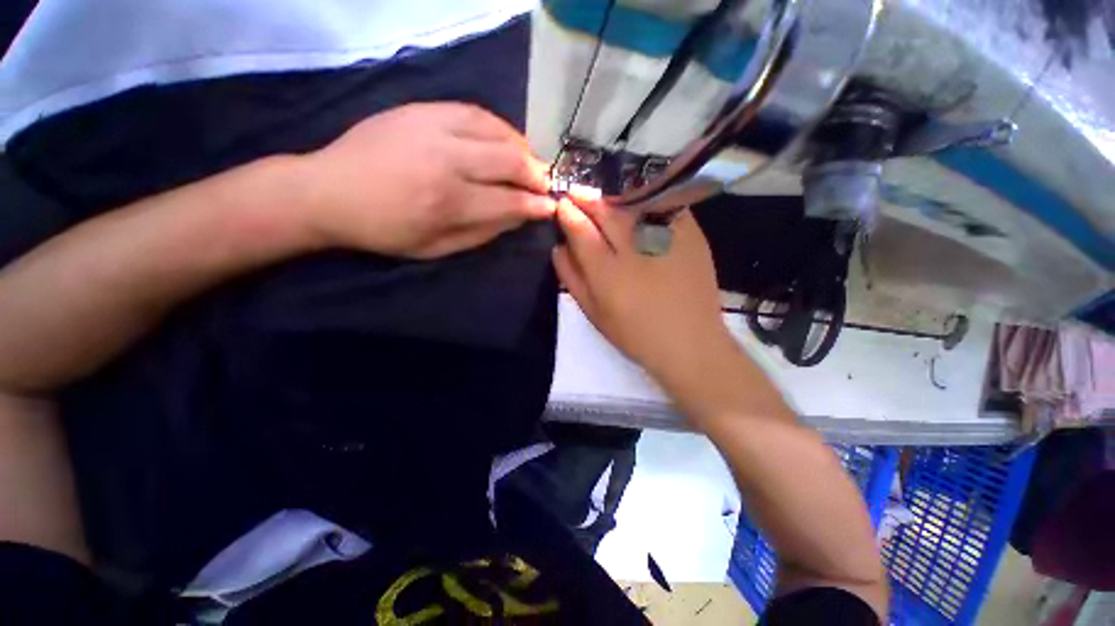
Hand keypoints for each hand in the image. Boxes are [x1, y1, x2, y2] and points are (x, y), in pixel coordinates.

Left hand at [299, 103, 555, 257]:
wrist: (329, 190)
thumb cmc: (385, 230)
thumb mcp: (436, 248)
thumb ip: (482, 233)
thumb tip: (518, 217)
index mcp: (450, 203)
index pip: (510, 201)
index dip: (536, 205)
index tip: (552, 207)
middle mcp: (448, 161)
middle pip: (511, 160)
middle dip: (537, 175)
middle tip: (545, 185)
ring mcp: (435, 128)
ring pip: (498, 131)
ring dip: (522, 148)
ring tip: (528, 163)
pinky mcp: (423, 109)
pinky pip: (475, 111)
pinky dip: (499, 126)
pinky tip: (504, 138)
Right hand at [552, 195, 733, 381]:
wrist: (690, 341)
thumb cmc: (635, 333)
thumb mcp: (594, 313)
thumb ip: (572, 278)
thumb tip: (558, 248)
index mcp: (608, 272)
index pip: (580, 229)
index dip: (568, 213)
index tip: (562, 204)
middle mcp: (634, 248)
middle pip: (605, 211)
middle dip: (587, 198)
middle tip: (577, 193)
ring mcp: (665, 238)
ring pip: (632, 203)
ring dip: (612, 197)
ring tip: (602, 200)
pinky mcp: (691, 234)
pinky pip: (662, 205)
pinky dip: (645, 199)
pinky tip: (636, 205)